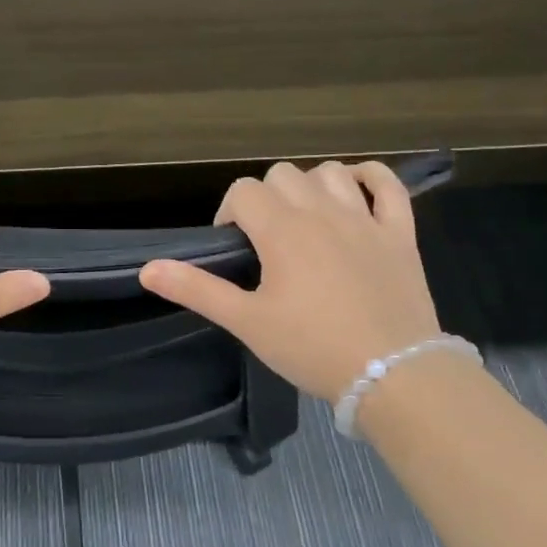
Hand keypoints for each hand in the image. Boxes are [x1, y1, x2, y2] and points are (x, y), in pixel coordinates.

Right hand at [139, 161, 443, 405]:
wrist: (393, 375)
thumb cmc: (312, 347)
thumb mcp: (246, 322)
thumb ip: (196, 289)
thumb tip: (147, 268)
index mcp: (281, 229)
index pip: (243, 192)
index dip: (229, 213)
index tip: (233, 249)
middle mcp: (321, 211)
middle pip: (282, 175)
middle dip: (265, 199)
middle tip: (265, 241)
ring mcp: (365, 218)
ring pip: (329, 172)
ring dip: (310, 186)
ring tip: (305, 220)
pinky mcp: (400, 233)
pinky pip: (388, 185)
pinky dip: (369, 178)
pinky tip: (355, 192)